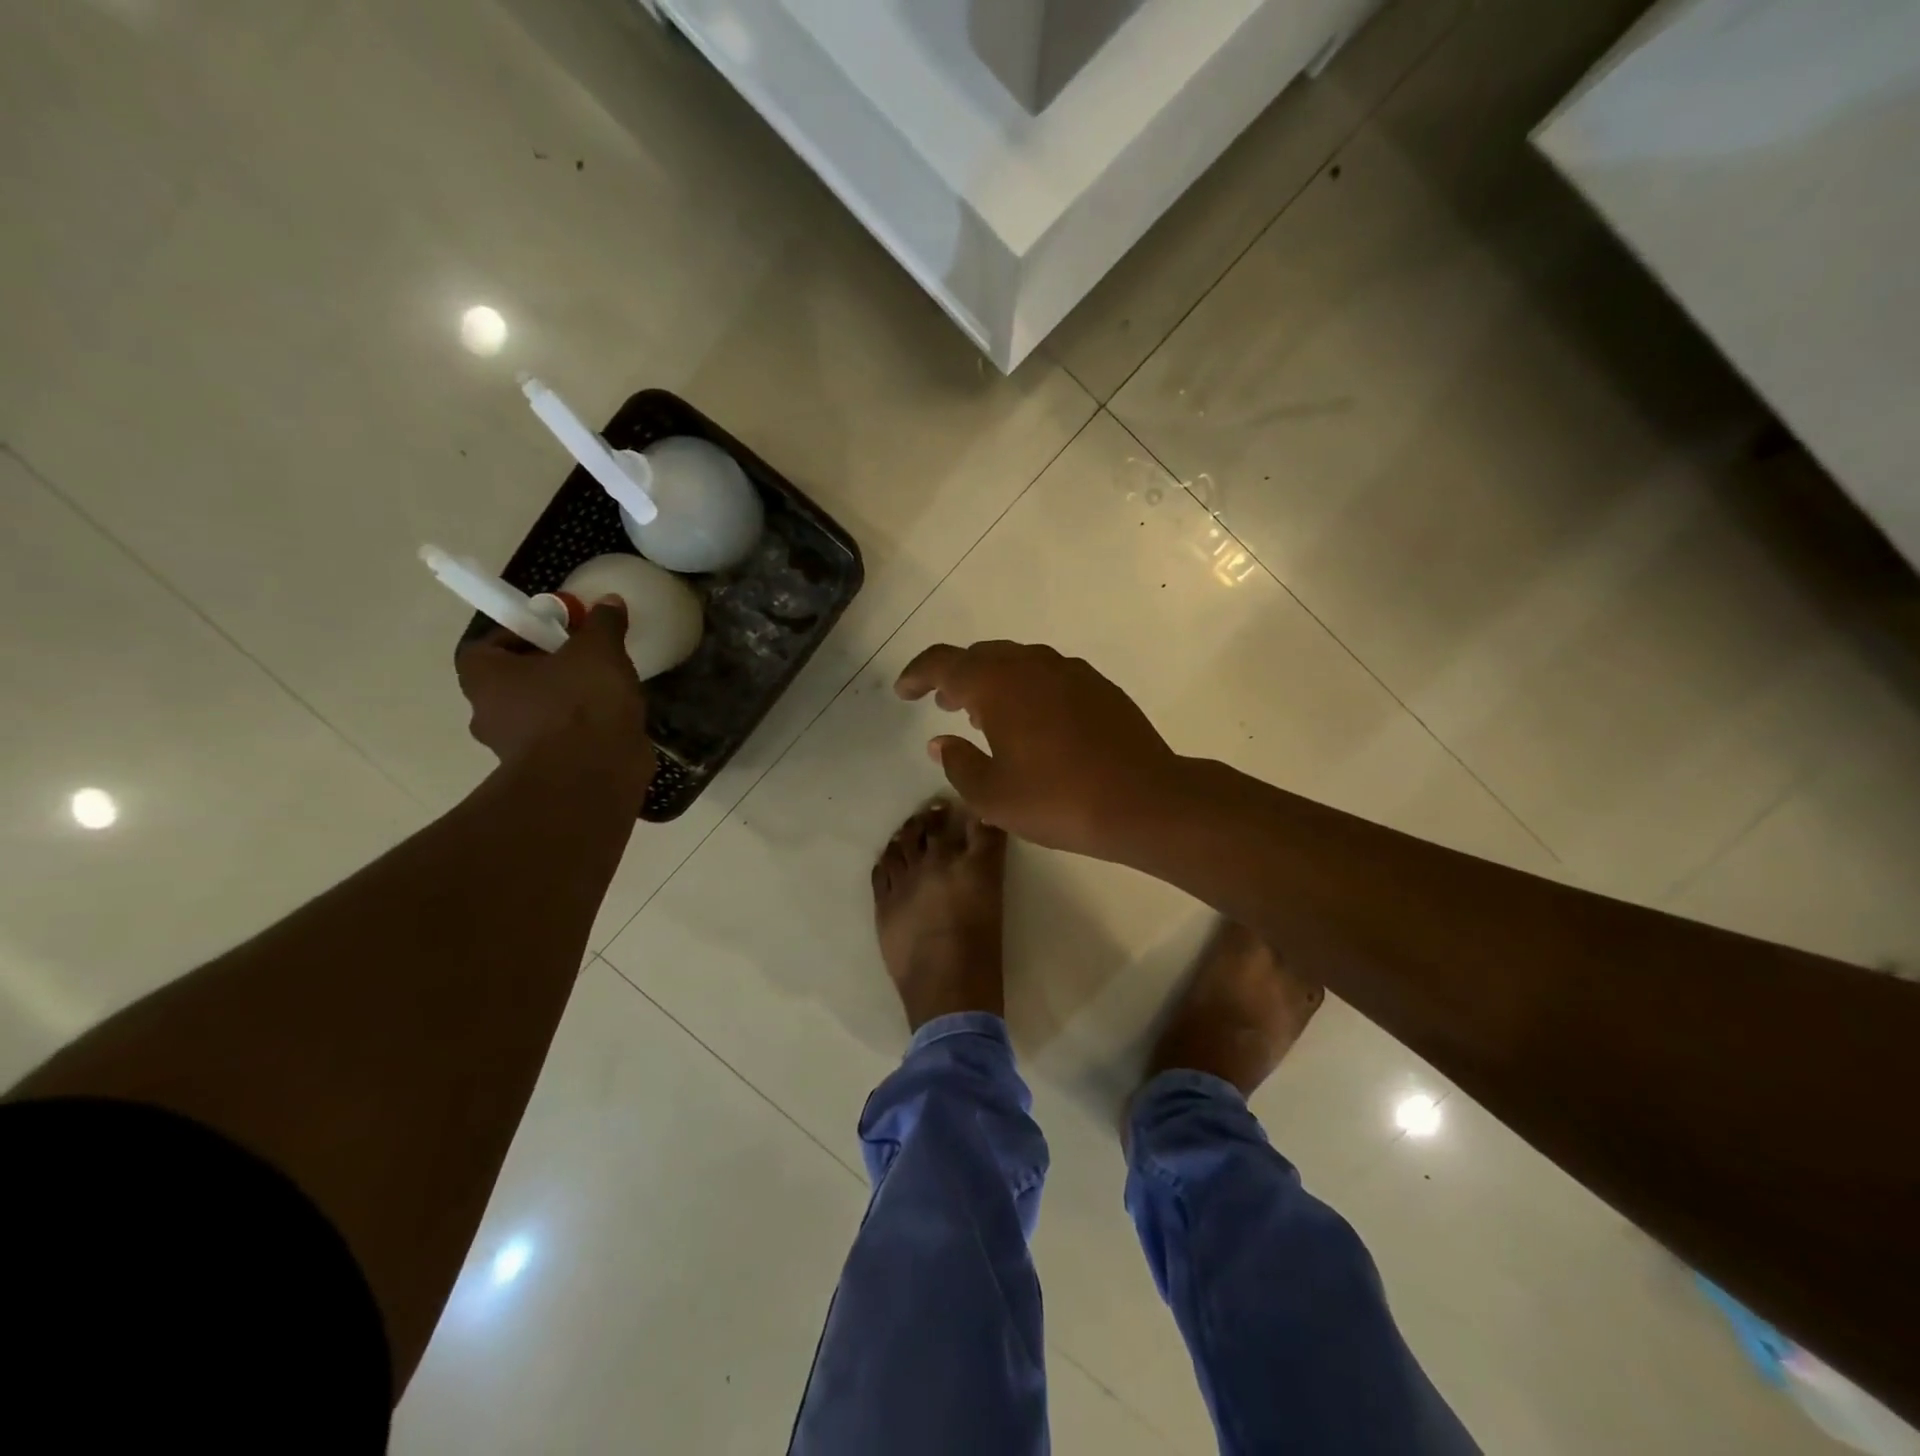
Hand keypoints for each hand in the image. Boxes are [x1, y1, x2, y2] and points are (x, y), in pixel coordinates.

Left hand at [456, 597, 653, 788]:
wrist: (591, 777)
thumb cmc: (580, 703)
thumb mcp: (598, 650)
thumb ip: (602, 624)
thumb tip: (609, 601)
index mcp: (485, 677)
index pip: (486, 648)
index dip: (519, 637)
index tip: (555, 634)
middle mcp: (487, 714)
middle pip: (512, 683)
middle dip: (546, 672)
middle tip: (585, 663)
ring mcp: (513, 750)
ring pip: (537, 716)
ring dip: (564, 706)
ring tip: (606, 695)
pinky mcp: (544, 773)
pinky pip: (560, 743)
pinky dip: (581, 734)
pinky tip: (612, 725)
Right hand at [894, 640, 1185, 858]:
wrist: (1143, 800)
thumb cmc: (1058, 799)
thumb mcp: (993, 796)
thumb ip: (958, 763)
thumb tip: (940, 742)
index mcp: (999, 684)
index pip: (945, 663)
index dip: (918, 674)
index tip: (904, 691)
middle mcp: (1033, 665)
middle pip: (982, 656)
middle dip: (957, 676)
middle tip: (943, 703)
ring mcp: (1070, 671)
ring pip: (1018, 662)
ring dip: (993, 681)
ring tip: (985, 715)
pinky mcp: (1098, 686)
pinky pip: (1048, 675)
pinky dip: (1027, 688)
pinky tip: (1033, 722)